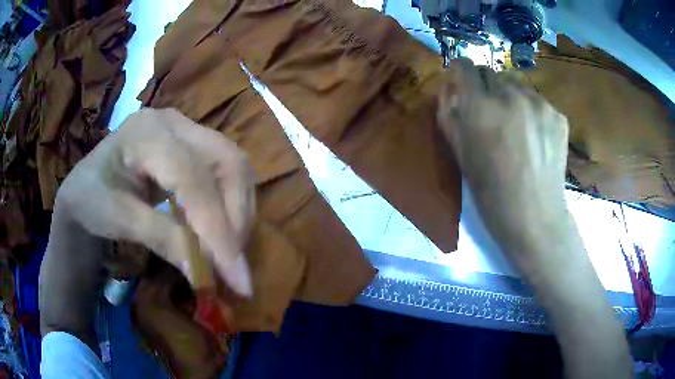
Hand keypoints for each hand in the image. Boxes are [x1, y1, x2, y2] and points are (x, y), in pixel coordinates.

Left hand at [54, 108, 254, 295]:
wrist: (85, 186)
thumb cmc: (91, 200)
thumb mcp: (120, 220)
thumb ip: (164, 241)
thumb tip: (207, 275)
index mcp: (147, 133)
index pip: (194, 179)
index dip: (218, 231)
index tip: (237, 280)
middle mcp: (174, 123)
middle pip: (229, 162)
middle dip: (237, 218)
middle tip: (233, 264)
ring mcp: (186, 130)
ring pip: (234, 166)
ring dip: (238, 213)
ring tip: (227, 250)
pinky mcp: (192, 145)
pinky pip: (226, 172)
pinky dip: (230, 206)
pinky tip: (218, 230)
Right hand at [438, 59, 569, 269]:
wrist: (535, 218)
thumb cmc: (491, 193)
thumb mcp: (459, 154)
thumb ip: (449, 114)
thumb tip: (449, 88)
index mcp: (481, 106)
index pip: (465, 66)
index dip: (460, 71)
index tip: (460, 81)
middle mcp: (510, 95)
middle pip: (490, 71)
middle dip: (484, 85)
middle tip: (488, 110)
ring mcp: (539, 103)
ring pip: (516, 83)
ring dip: (509, 95)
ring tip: (514, 122)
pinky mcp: (557, 114)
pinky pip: (537, 100)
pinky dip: (531, 110)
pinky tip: (534, 135)